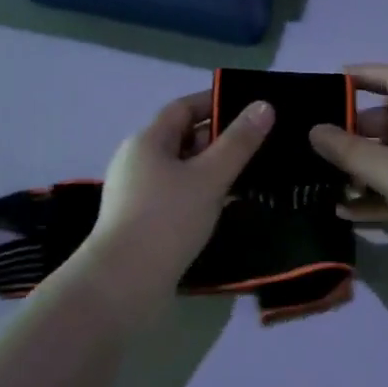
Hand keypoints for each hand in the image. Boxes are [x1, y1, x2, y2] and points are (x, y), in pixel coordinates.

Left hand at [79, 89, 274, 310]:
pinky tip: (223, 207)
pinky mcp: (140, 221)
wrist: (123, 284)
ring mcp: (136, 193)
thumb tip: (264, 105)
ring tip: (248, 176)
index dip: (214, 103)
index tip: (249, 108)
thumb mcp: (210, 177)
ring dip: (211, 169)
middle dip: (218, 138)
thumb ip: (239, 142)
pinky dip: (200, 193)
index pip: (183, 108)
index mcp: (147, 140)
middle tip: (258, 145)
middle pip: (181, 137)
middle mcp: (137, 160)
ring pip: (180, 169)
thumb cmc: (167, 220)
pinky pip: (176, 195)